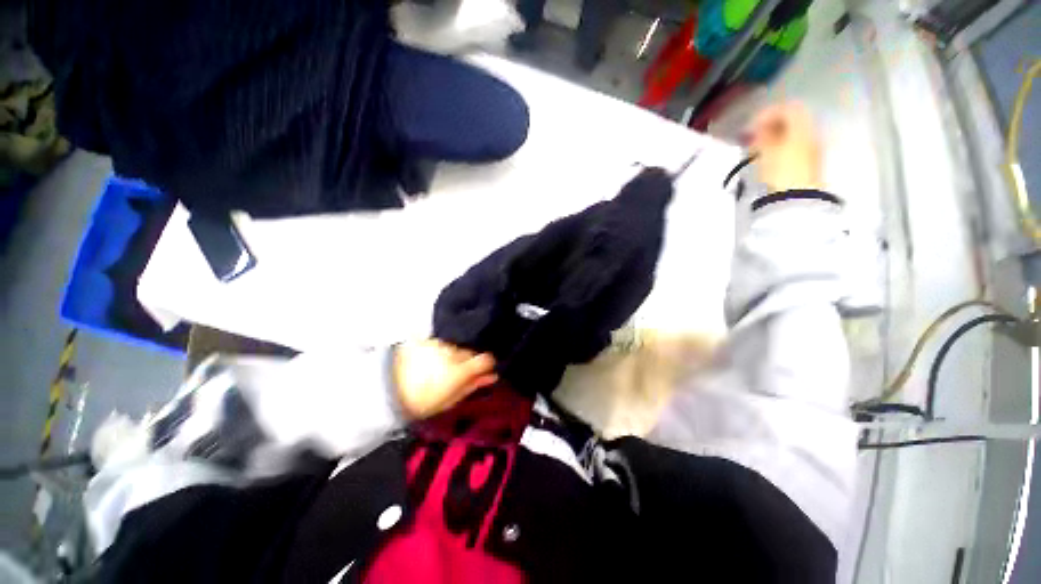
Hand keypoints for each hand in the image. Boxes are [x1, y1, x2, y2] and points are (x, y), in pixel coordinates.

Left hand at [393, 339, 497, 419]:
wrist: (388, 390)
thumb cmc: (423, 401)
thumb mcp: (451, 399)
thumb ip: (474, 385)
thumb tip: (494, 376)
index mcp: (460, 370)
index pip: (486, 359)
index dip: (488, 363)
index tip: (485, 369)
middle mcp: (452, 352)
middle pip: (472, 350)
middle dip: (470, 358)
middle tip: (460, 370)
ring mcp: (439, 343)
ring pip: (458, 344)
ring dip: (456, 352)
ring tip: (443, 364)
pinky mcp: (428, 338)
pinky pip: (444, 340)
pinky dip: (444, 347)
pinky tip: (435, 356)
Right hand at [746, 102, 822, 192]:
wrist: (796, 199)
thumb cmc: (779, 171)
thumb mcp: (765, 151)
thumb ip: (761, 135)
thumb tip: (758, 128)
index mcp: (803, 126)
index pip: (788, 108)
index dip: (768, 113)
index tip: (751, 125)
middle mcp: (812, 134)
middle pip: (792, 121)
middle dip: (771, 126)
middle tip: (753, 136)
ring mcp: (812, 151)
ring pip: (792, 136)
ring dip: (774, 139)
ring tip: (757, 150)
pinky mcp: (808, 166)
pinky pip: (793, 150)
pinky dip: (779, 150)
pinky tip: (767, 159)